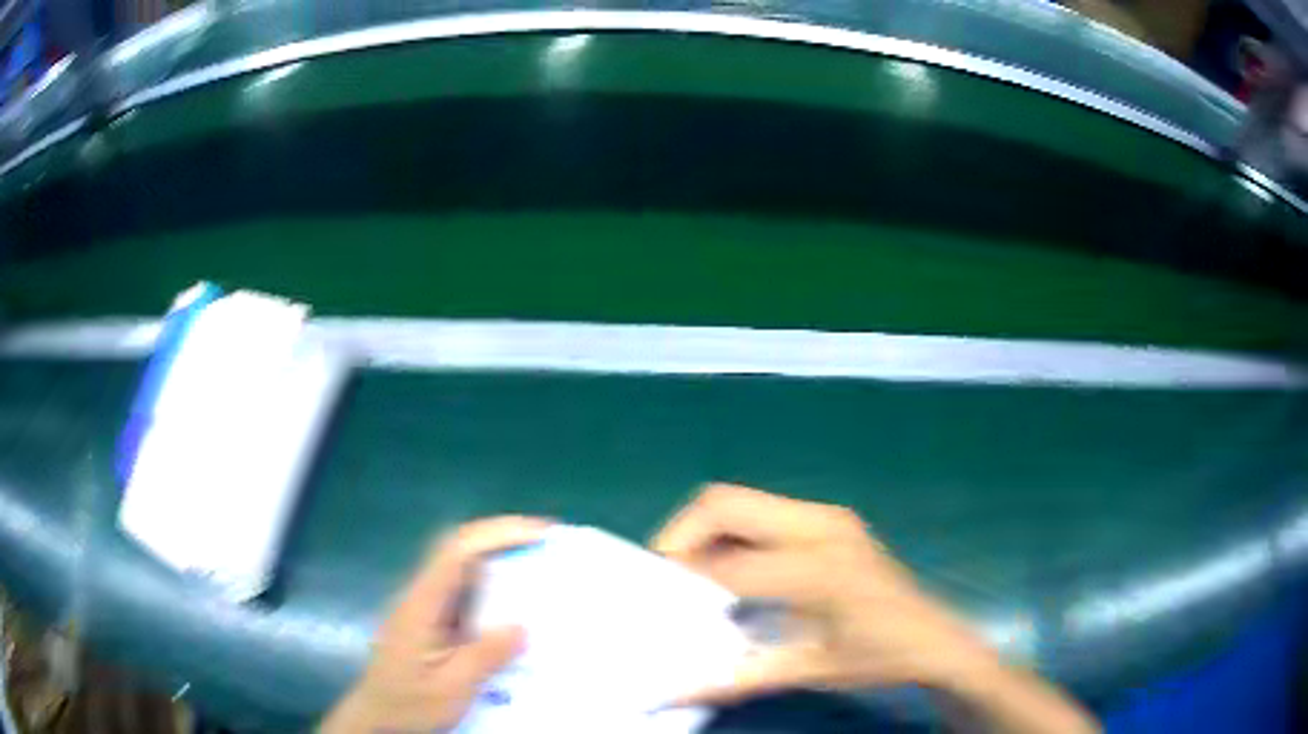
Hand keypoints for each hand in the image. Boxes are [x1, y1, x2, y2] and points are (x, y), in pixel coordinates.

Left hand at [319, 516, 549, 733]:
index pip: (456, 551)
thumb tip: (522, 627)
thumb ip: (483, 656)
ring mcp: (426, 607)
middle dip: (502, 537)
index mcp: (421, 604)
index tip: (537, 533)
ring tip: (542, 565)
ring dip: (500, 559)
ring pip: (463, 568)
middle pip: (459, 549)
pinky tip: (517, 604)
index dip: (496, 534)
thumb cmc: (409, 703)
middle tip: (548, 541)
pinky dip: (494, 588)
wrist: (378, 717)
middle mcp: (422, 595)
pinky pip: (466, 593)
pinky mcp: (433, 621)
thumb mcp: (450, 688)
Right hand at [652, 484, 1097, 732]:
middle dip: (679, 535)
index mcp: (817, 568)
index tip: (651, 601)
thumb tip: (669, 692)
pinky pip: (761, 512)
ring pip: (739, 501)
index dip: (680, 581)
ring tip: (688, 575)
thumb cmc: (877, 659)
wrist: (935, 638)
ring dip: (704, 531)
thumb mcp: (807, 671)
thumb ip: (734, 679)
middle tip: (662, 578)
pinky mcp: (830, 518)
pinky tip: (729, 570)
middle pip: (723, 503)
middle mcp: (820, 525)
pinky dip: (731, 534)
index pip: (725, 564)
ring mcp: (827, 515)